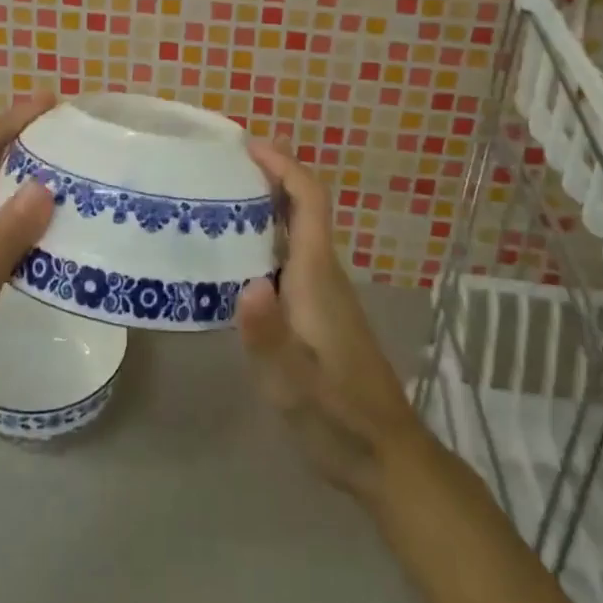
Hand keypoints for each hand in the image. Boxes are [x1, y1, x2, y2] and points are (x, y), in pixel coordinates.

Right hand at [237, 141, 426, 502]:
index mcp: (318, 276)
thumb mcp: (294, 386)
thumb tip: (248, 284)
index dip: (284, 165)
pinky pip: (290, 256)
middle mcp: (324, 273)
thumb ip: (270, 337)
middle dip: (268, 176)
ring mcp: (324, 293)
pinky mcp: (319, 312)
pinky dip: (265, 239)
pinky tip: (234, 259)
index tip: (248, 145)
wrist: (387, 457)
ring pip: (296, 232)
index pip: (309, 201)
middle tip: (218, 167)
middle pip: (302, 207)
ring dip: (264, 206)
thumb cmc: (340, 417)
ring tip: (214, 202)